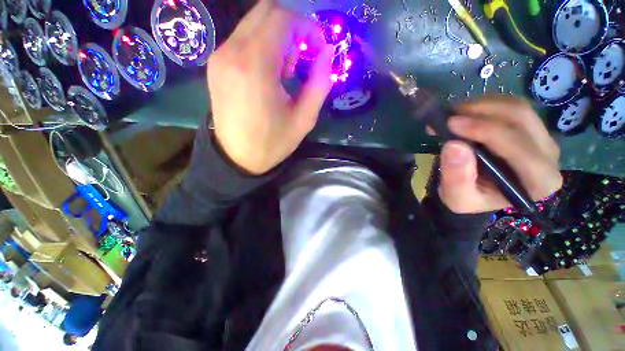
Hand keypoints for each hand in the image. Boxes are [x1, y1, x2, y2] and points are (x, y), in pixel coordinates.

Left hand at [207, 0, 333, 173]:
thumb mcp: (304, 119)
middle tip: (302, 60)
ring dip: (277, 38)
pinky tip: (268, 74)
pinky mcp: (216, 64)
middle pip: (267, 11)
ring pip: (254, 23)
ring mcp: (220, 56)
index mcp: (255, 65)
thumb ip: (319, 84)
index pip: (283, 18)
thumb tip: (328, 54)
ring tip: (285, 72)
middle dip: (293, 29)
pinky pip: (243, 38)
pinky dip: (262, 45)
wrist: (237, 158)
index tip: (318, 50)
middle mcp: (232, 51)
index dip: (308, 27)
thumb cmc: (272, 143)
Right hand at [436, 97, 561, 213]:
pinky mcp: (532, 128)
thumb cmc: (469, 199)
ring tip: (452, 114)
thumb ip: (456, 176)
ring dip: (482, 106)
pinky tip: (465, 114)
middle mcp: (549, 157)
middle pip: (521, 119)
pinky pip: (512, 106)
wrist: (478, 192)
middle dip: (482, 112)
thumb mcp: (457, 197)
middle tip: (448, 115)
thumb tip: (454, 145)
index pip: (517, 146)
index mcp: (538, 181)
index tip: (450, 123)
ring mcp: (543, 139)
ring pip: (518, 108)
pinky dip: (485, 105)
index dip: (484, 130)